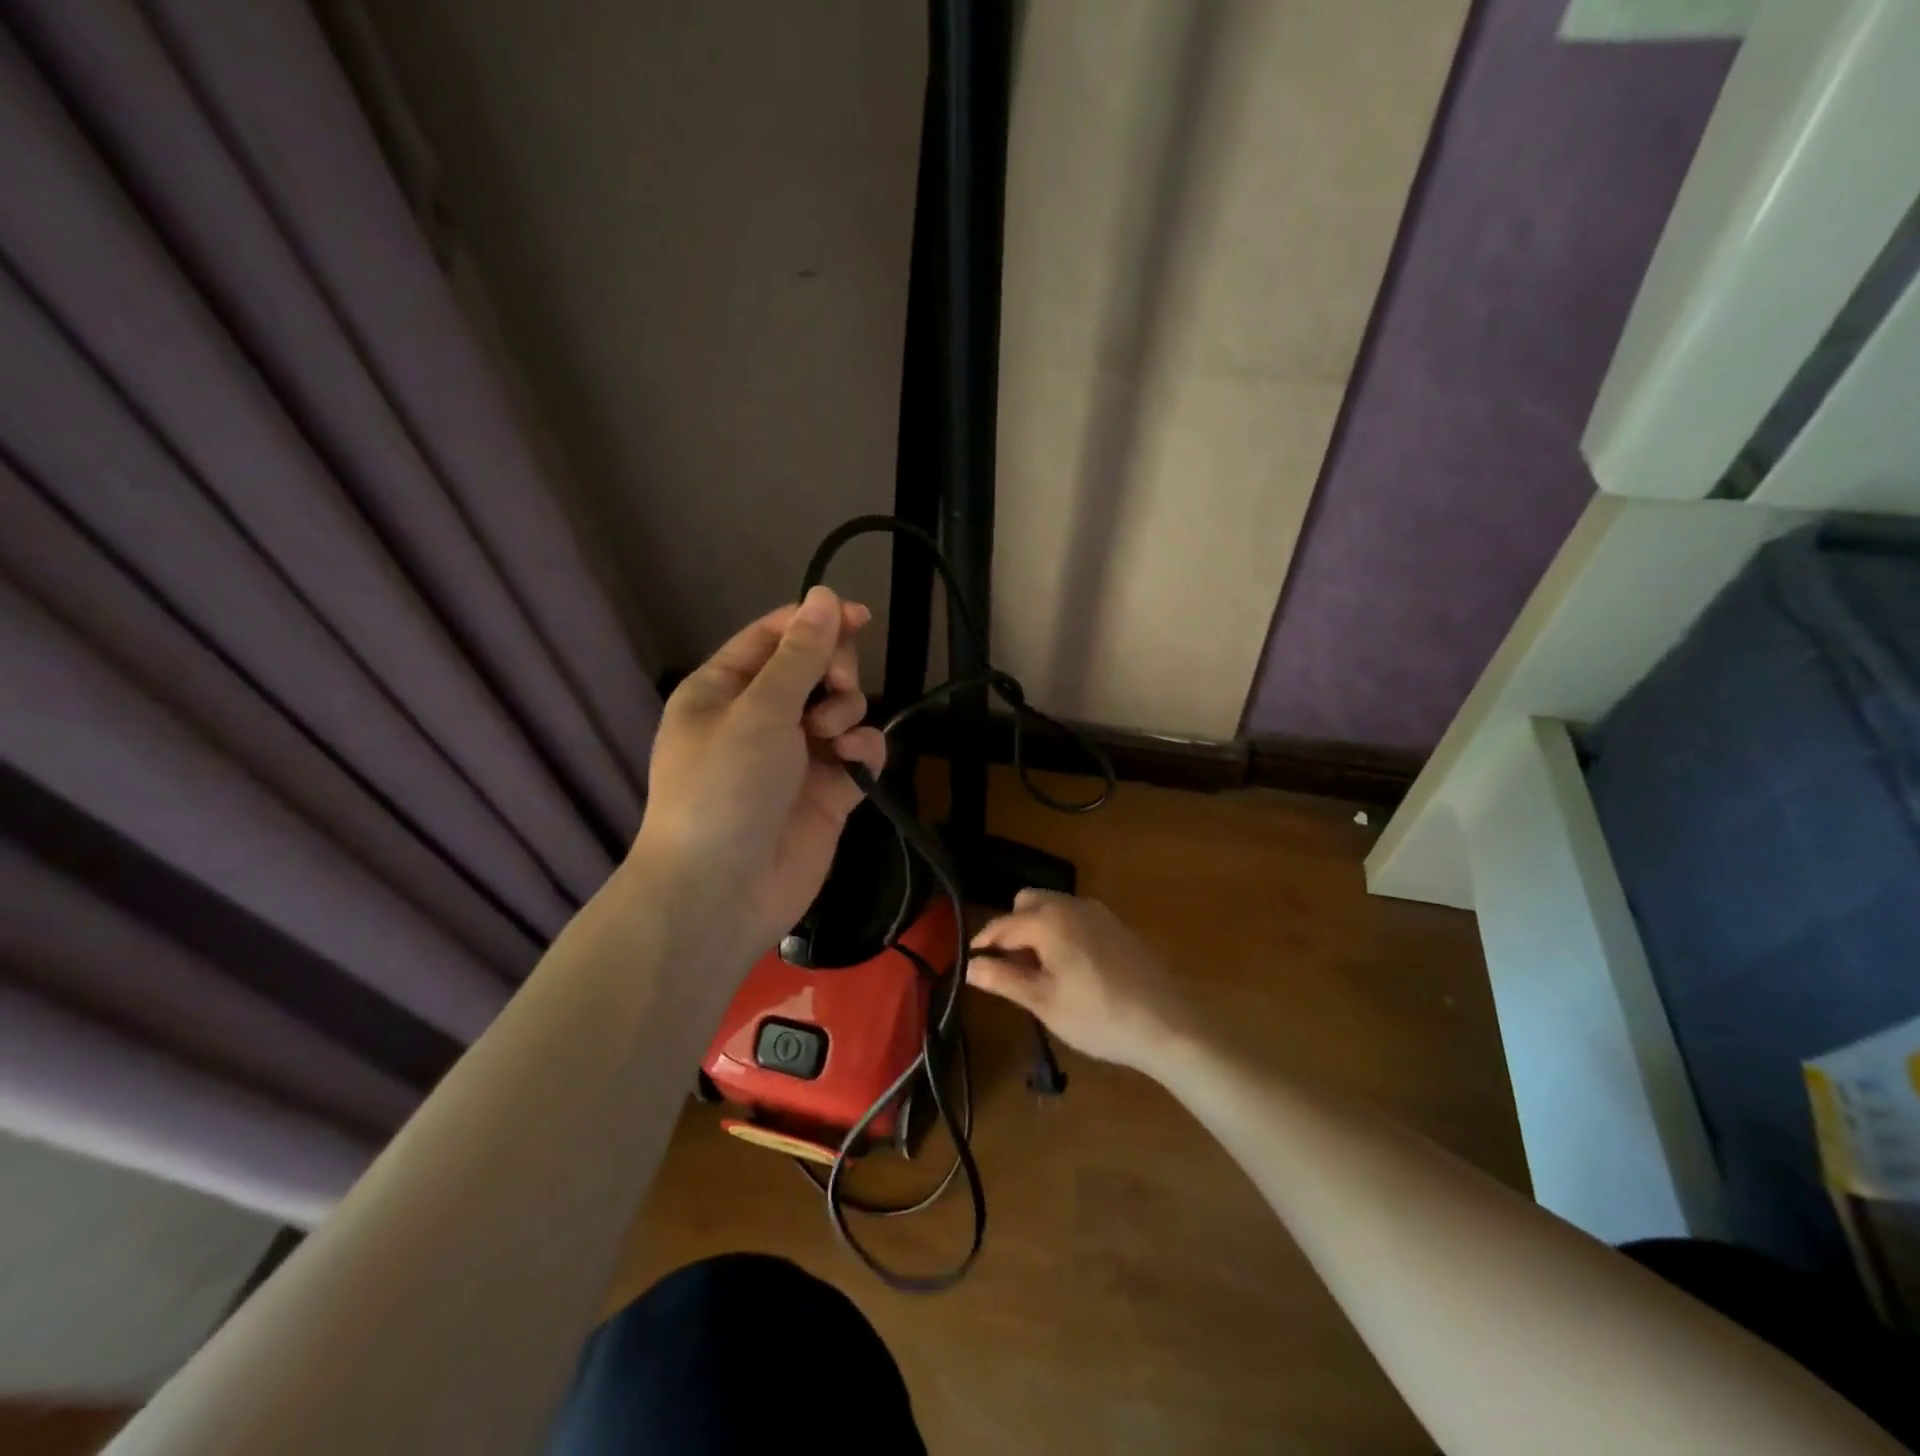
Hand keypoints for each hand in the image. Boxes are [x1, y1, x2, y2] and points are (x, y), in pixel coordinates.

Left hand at [629, 586, 884, 968]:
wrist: (722, 892)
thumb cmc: (724, 788)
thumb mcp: (758, 711)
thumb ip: (799, 655)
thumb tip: (825, 596)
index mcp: (724, 691)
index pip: (774, 638)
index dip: (816, 621)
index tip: (861, 616)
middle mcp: (760, 719)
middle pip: (814, 669)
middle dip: (834, 670)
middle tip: (836, 685)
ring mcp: (796, 757)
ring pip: (842, 709)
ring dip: (846, 711)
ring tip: (829, 737)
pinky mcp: (827, 792)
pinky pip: (858, 752)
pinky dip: (862, 750)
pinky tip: (853, 761)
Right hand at [967, 890, 1200, 1076]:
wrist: (1166, 1023)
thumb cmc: (1097, 1017)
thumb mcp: (1044, 1003)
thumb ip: (1003, 979)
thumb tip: (970, 966)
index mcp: (1048, 921)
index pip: (1002, 924)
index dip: (983, 942)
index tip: (970, 961)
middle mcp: (1071, 905)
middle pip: (1027, 902)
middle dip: (1011, 928)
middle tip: (1009, 966)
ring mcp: (1097, 912)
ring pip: (1052, 906)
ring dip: (1036, 927)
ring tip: (1037, 969)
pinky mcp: (1116, 924)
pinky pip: (1075, 915)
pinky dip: (1060, 930)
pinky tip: (1070, 967)